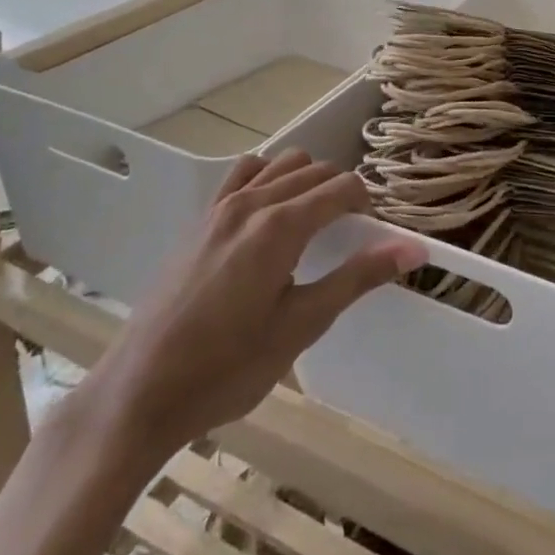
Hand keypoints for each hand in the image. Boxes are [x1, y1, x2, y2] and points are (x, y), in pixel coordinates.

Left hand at [108, 149, 423, 449]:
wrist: (141, 391)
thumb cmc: (228, 368)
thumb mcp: (301, 326)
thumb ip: (357, 278)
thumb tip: (413, 249)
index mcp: (282, 225)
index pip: (341, 187)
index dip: (366, 202)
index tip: (374, 231)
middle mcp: (253, 202)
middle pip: (314, 169)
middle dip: (341, 190)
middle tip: (351, 234)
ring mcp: (221, 206)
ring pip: (280, 164)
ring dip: (306, 179)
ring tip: (313, 223)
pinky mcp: (201, 219)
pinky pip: (243, 175)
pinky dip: (268, 178)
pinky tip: (269, 215)